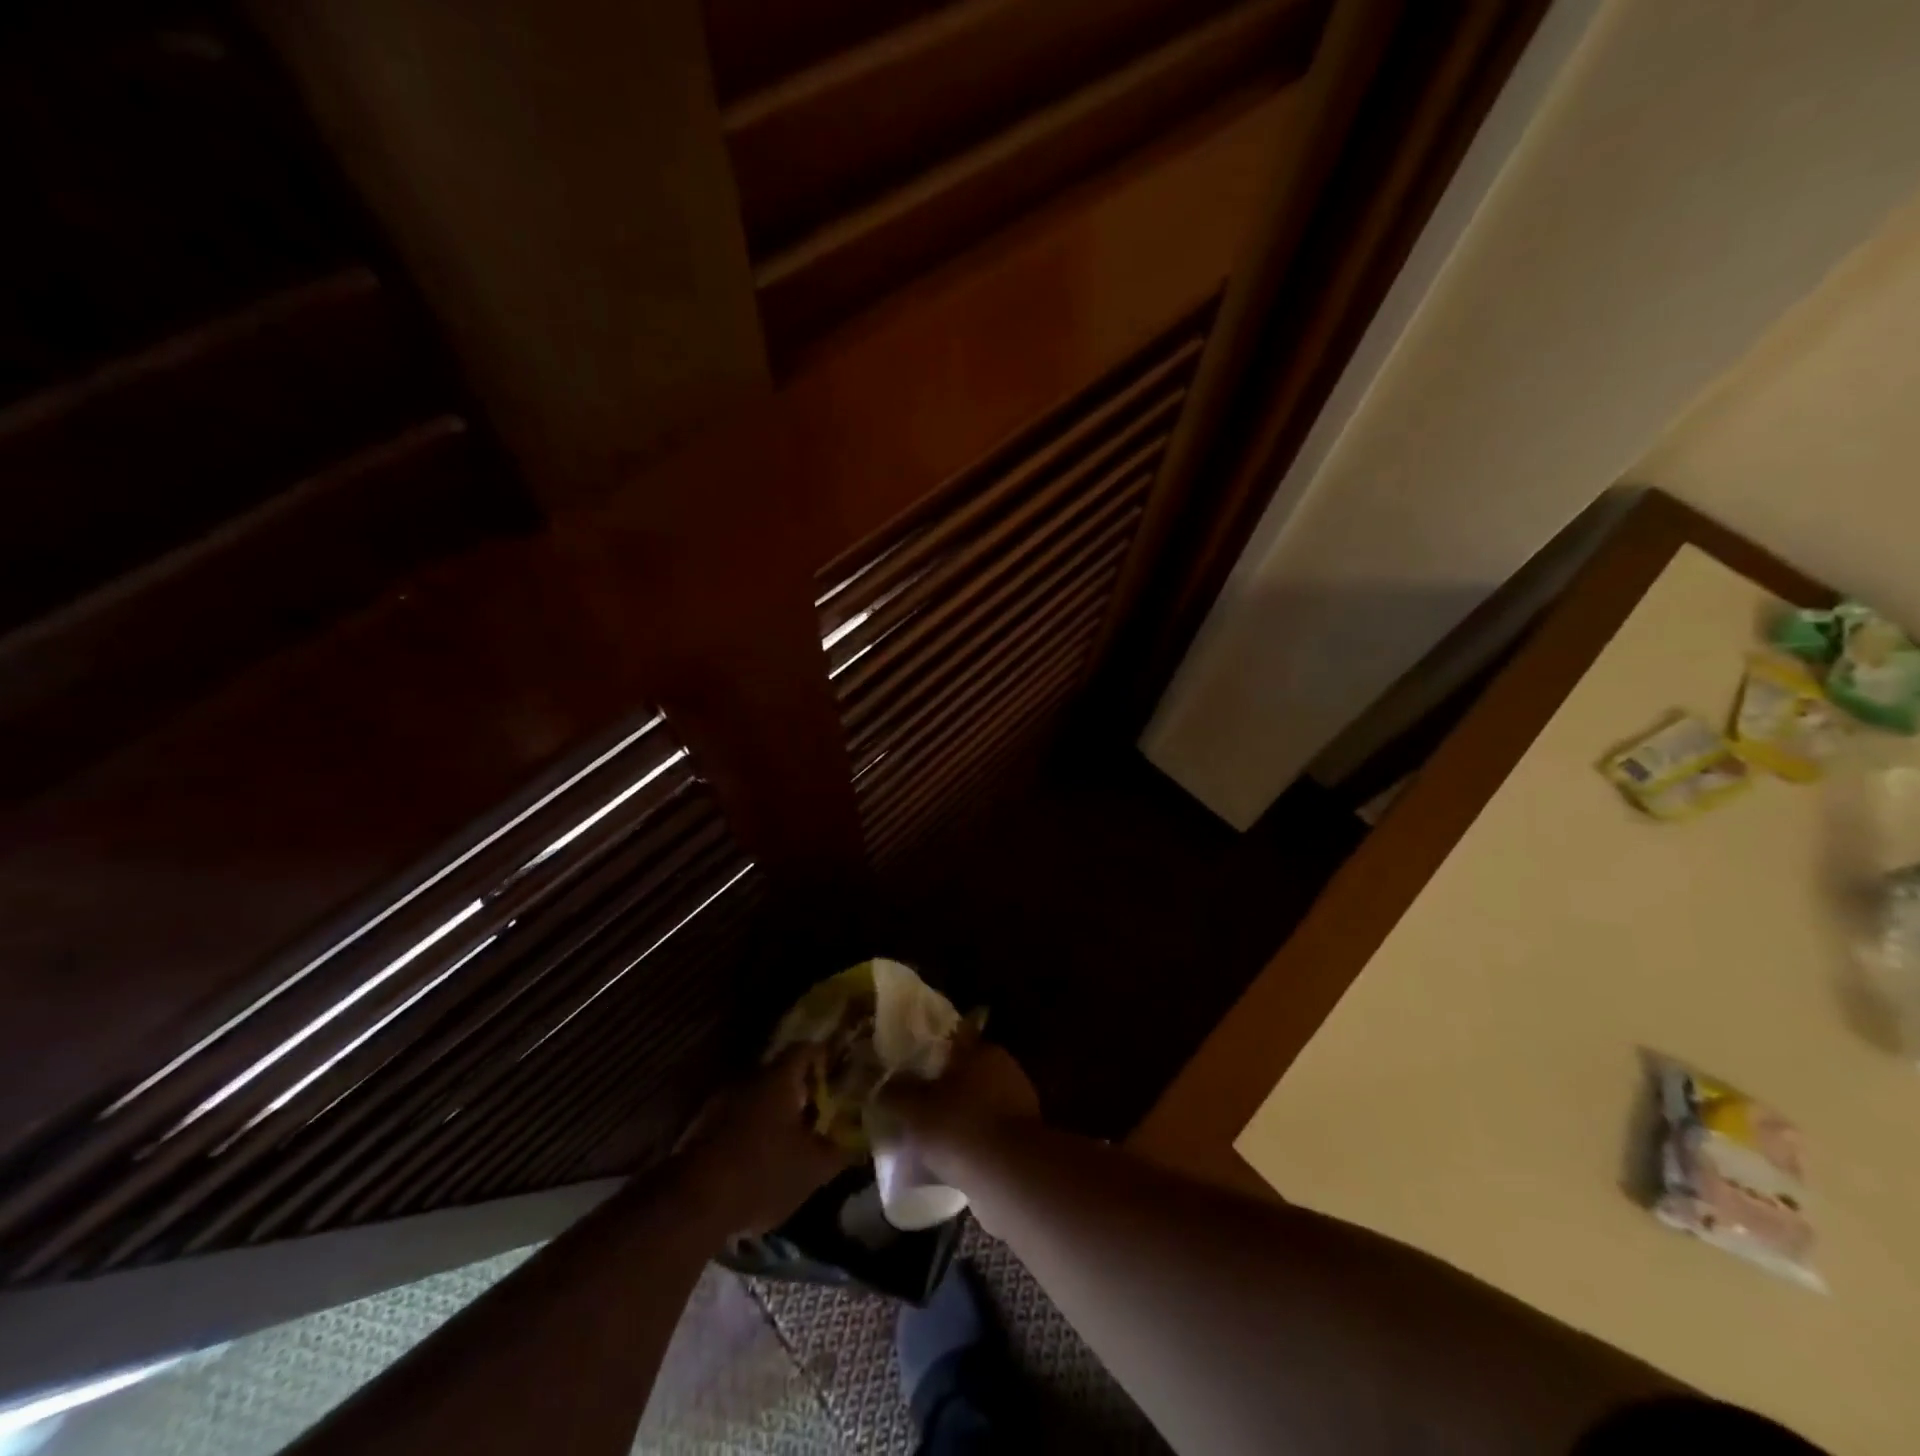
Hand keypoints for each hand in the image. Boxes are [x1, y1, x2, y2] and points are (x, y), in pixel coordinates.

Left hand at [677, 1048, 850, 1233]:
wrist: (692, 1205)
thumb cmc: (762, 1173)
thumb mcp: (813, 1169)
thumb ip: (839, 1151)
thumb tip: (858, 1141)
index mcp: (778, 1079)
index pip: (805, 1049)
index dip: (824, 1056)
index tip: (838, 1069)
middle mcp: (748, 1081)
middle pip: (779, 1074)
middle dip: (800, 1090)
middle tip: (819, 1110)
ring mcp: (720, 1104)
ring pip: (756, 1099)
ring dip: (773, 1114)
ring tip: (791, 1139)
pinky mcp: (700, 1131)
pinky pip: (735, 1121)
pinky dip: (751, 1133)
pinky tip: (760, 1160)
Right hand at [874, 1036, 1040, 1185]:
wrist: (1012, 1177)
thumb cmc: (960, 1127)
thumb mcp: (915, 1109)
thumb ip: (896, 1093)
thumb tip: (881, 1085)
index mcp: (980, 1051)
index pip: (953, 1038)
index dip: (931, 1049)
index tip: (911, 1064)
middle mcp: (1003, 1069)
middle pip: (966, 1072)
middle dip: (944, 1088)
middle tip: (916, 1106)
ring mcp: (1018, 1104)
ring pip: (979, 1105)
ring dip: (960, 1118)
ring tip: (931, 1140)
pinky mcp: (1024, 1139)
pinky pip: (989, 1135)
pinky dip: (973, 1144)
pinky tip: (952, 1163)